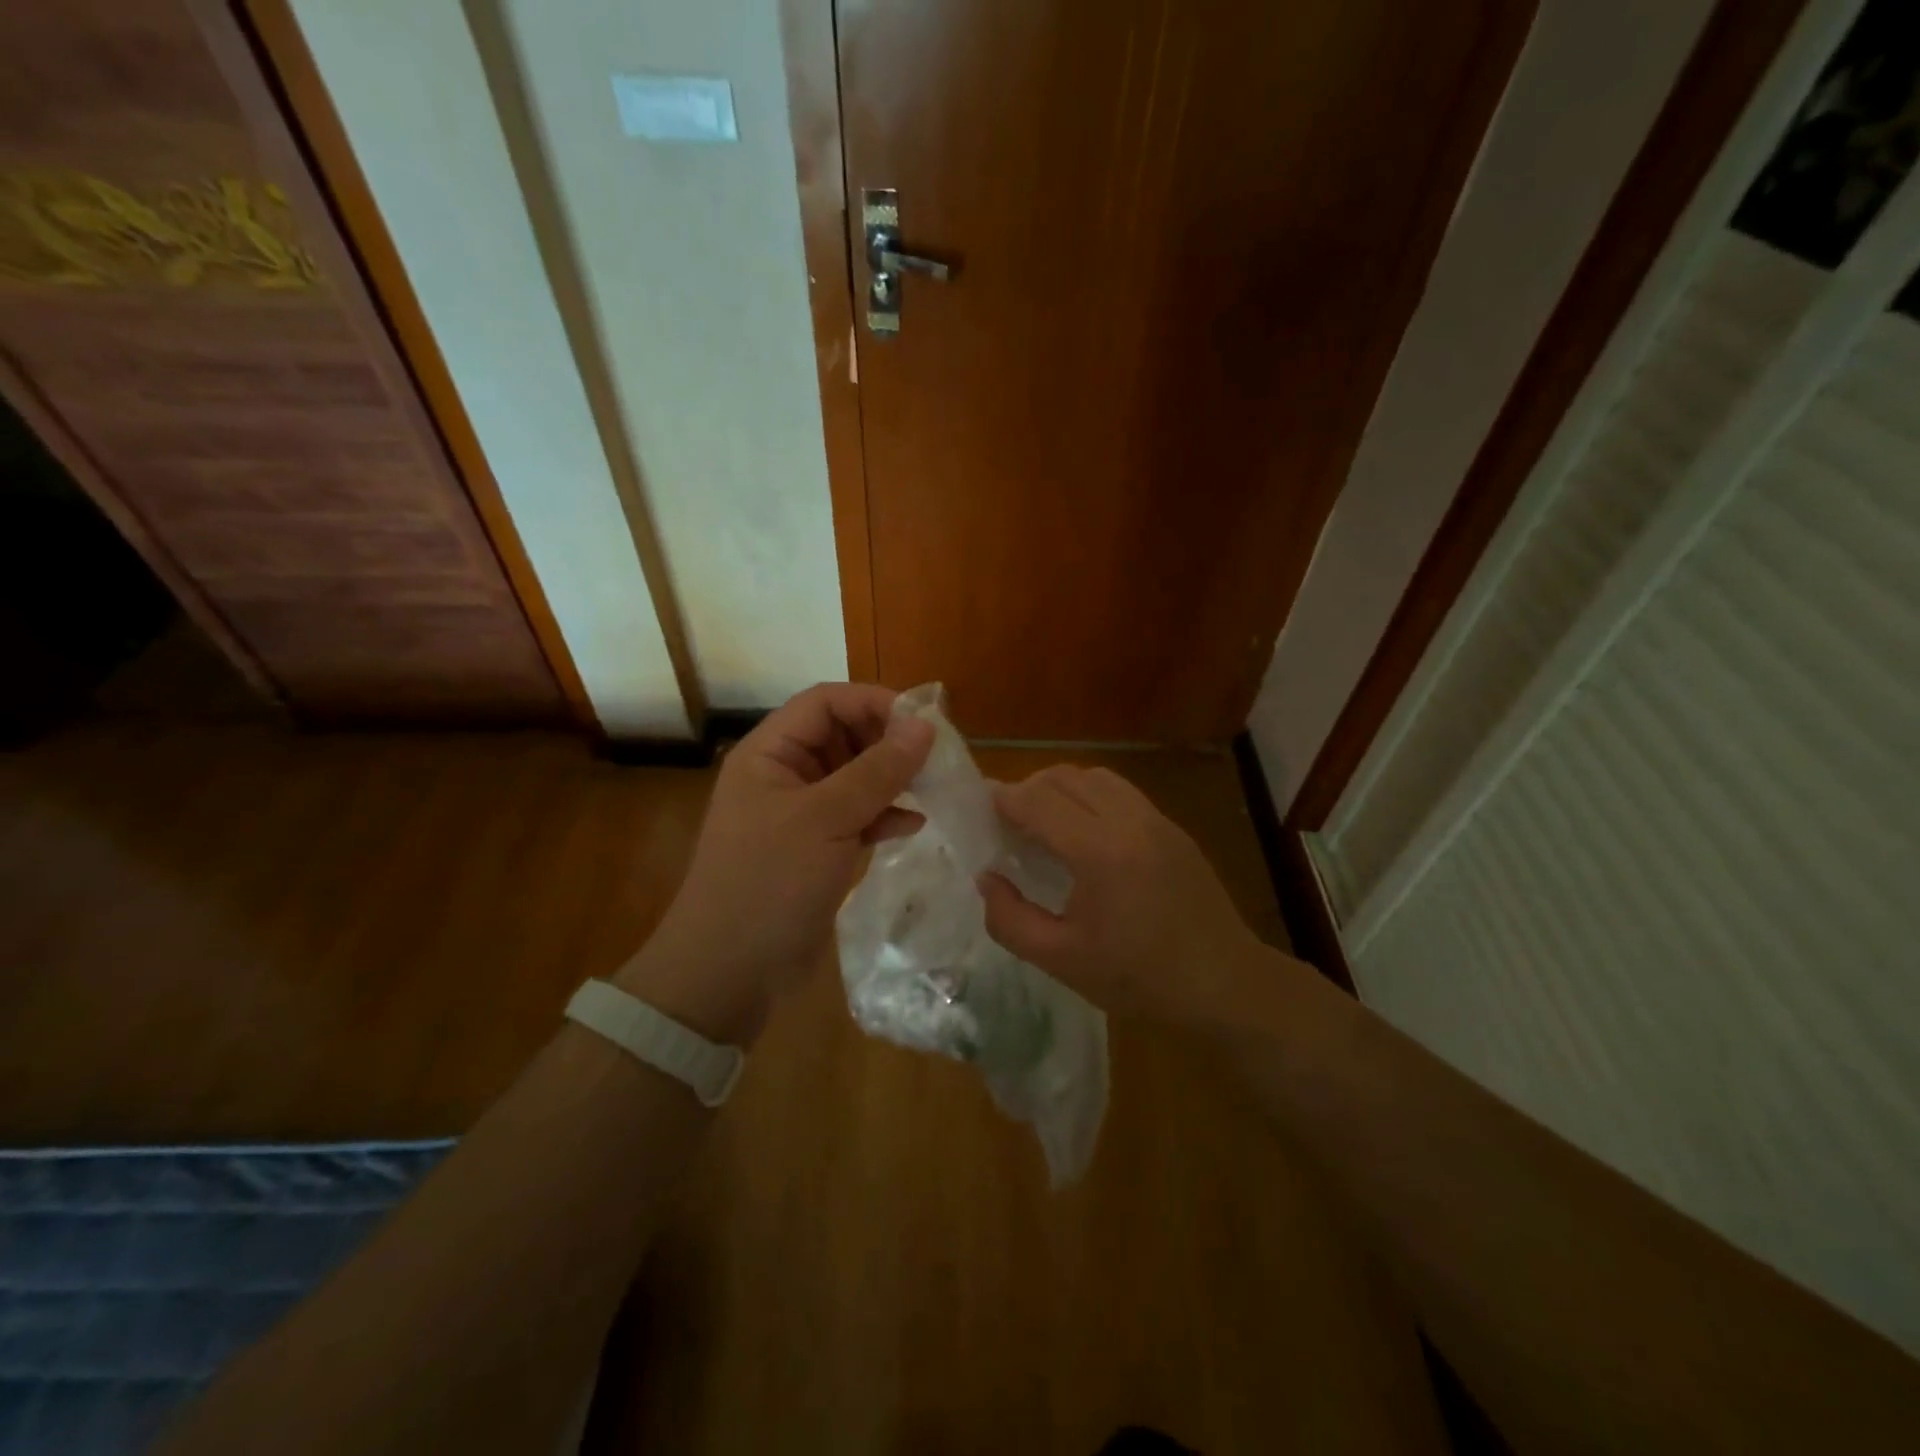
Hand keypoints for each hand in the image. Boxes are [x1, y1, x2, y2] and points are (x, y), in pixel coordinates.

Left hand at [620, 684, 933, 1043]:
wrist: (729, 973)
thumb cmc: (769, 883)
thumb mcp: (826, 820)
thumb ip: (877, 771)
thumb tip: (925, 727)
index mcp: (770, 753)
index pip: (825, 702)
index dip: (873, 702)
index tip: (923, 723)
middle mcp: (784, 774)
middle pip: (843, 735)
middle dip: (888, 742)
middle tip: (935, 758)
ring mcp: (801, 814)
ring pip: (854, 777)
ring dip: (892, 779)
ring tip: (933, 788)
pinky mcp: (816, 849)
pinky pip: (857, 816)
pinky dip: (884, 815)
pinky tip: (914, 824)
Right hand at [978, 765, 1266, 1026]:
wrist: (1225, 984)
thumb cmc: (1139, 978)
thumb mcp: (1061, 960)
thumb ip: (1010, 919)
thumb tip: (986, 878)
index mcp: (1099, 852)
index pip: (1037, 801)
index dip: (1002, 799)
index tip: (979, 807)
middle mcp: (1128, 821)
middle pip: (1064, 777)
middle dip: (1027, 789)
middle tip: (1007, 821)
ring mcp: (1156, 820)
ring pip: (1095, 776)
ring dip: (1061, 787)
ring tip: (1044, 822)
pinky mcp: (1172, 828)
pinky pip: (1121, 792)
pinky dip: (1091, 796)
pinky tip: (1085, 833)